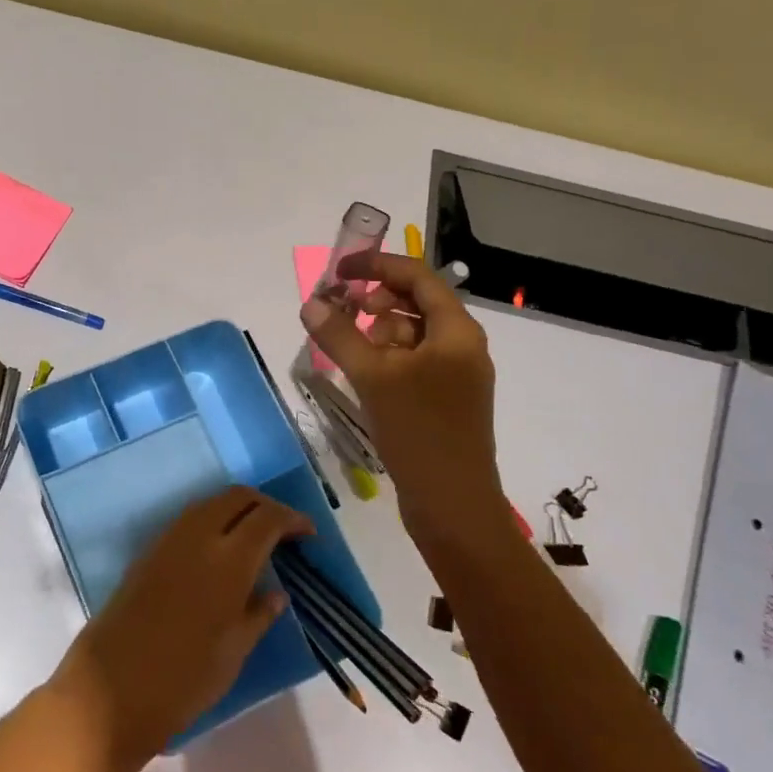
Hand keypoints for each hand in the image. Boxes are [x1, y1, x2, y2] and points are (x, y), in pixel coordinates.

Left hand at [45, 486, 311, 771]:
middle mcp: (198, 537)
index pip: (267, 518)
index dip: (292, 519)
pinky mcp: (147, 552)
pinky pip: (188, 520)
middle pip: (237, 497)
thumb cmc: (182, 680)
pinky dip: (211, 521)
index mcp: (228, 561)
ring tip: (253, 538)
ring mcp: (168, 541)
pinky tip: (218, 551)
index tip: (308, 533)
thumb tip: (276, 593)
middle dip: (264, 505)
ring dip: (236, 509)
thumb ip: (258, 615)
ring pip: (210, 503)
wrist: (110, 691)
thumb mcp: (233, 654)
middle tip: (282, 530)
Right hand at [300, 250, 498, 517]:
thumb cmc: (419, 432)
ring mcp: (456, 374)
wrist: (453, 506)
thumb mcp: (373, 378)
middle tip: (340, 314)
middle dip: (375, 301)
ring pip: (413, 334)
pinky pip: (414, 362)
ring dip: (378, 331)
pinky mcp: (445, 399)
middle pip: (415, 302)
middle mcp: (462, 345)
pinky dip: (388, 358)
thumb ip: (340, 335)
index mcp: (456, 330)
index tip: (338, 273)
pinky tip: (364, 376)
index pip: (416, 275)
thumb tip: (310, 304)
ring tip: (350, 350)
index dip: (376, 265)